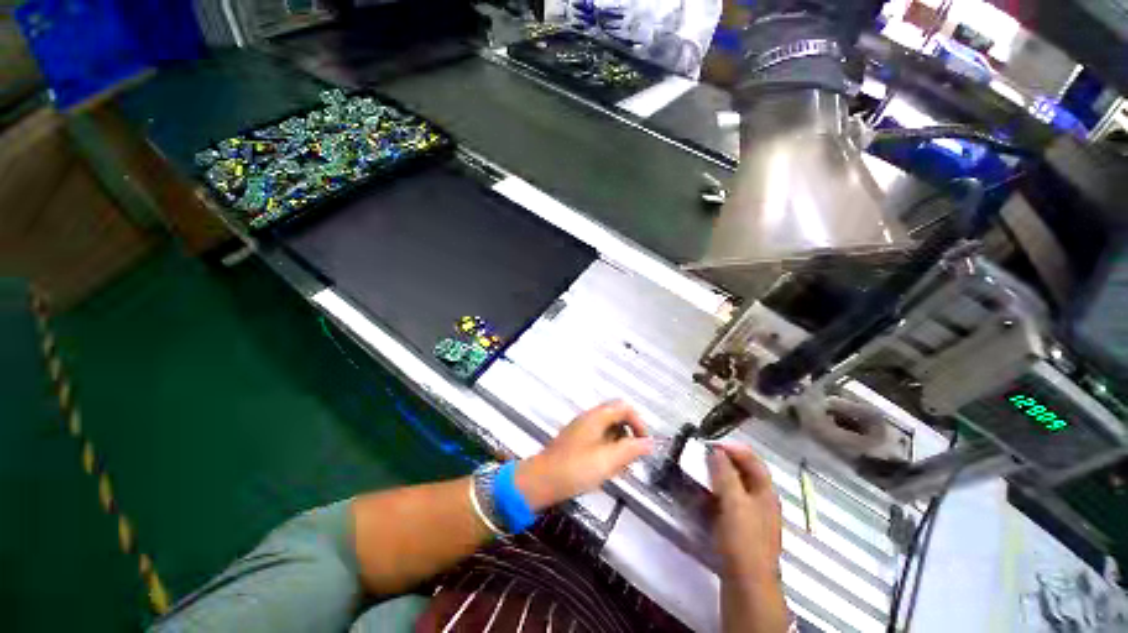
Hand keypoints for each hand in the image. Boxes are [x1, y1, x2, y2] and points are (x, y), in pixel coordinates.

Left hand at [516, 401, 654, 510]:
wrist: (541, 481)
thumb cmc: (575, 468)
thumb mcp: (608, 460)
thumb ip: (631, 450)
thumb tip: (650, 443)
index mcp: (597, 416)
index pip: (625, 407)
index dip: (639, 422)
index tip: (644, 444)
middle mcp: (589, 418)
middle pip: (617, 418)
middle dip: (629, 436)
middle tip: (634, 458)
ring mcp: (581, 430)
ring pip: (608, 431)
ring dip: (619, 446)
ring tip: (621, 468)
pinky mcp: (576, 443)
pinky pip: (599, 441)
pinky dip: (608, 451)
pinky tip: (607, 470)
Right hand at [709, 444, 782, 582]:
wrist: (746, 584)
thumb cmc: (743, 539)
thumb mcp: (734, 502)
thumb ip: (725, 474)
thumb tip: (716, 451)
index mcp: (765, 492)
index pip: (752, 460)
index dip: (733, 448)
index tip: (710, 443)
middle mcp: (760, 501)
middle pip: (742, 473)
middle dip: (722, 462)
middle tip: (701, 456)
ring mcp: (750, 516)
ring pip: (733, 488)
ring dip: (716, 478)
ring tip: (697, 473)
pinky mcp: (739, 528)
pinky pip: (726, 503)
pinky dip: (714, 495)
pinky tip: (701, 496)